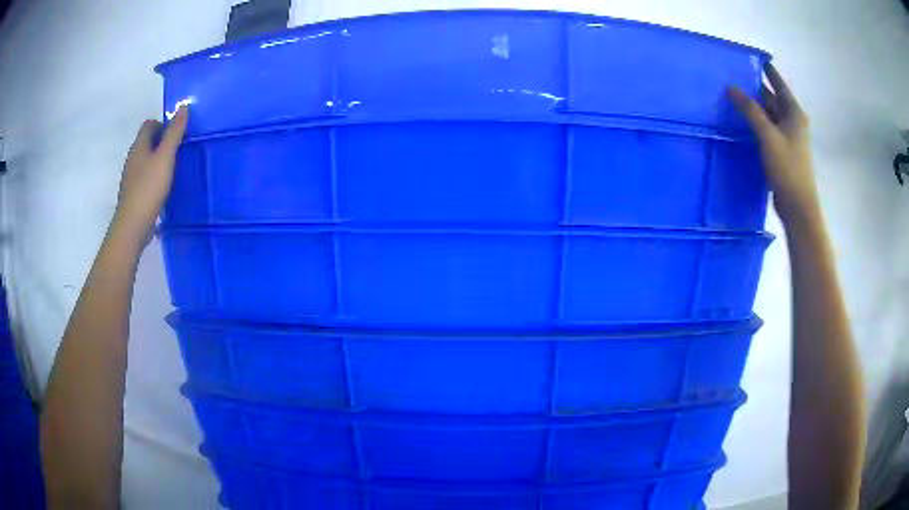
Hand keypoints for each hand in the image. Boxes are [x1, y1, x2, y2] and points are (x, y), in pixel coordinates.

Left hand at [112, 106, 188, 243]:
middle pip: (147, 142)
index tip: (177, 135)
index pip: (149, 124)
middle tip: (179, 151)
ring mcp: (132, 177)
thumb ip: (175, 132)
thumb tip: (183, 107)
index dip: (163, 124)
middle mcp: (133, 159)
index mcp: (139, 146)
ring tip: (174, 169)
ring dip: (159, 160)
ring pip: (146, 160)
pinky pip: (145, 177)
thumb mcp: (165, 157)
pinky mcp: (134, 194)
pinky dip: (155, 177)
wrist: (133, 225)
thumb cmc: (149, 187)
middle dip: (162, 142)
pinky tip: (164, 188)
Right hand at [729, 64, 818, 225]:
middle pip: (772, 98)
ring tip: (731, 96)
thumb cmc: (788, 169)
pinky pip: (767, 129)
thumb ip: (750, 110)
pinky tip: (740, 121)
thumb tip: (731, 88)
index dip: (766, 69)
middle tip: (732, 76)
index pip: (778, 83)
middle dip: (755, 87)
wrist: (798, 207)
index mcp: (794, 113)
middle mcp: (792, 121)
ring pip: (768, 114)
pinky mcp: (782, 151)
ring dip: (753, 106)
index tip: (750, 57)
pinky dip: (755, 123)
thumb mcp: (768, 136)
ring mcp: (788, 137)